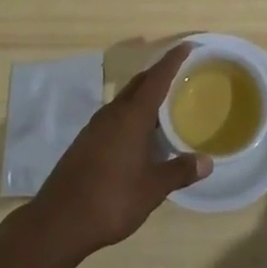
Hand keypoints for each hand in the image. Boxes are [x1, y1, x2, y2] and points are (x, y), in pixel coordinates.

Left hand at [28, 46, 208, 263]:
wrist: (59, 222)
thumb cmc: (111, 200)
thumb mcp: (152, 189)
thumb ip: (179, 171)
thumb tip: (207, 161)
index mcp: (131, 117)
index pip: (156, 78)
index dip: (173, 60)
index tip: (188, 45)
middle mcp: (112, 114)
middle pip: (139, 84)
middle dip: (159, 74)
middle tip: (182, 73)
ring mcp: (95, 127)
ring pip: (125, 100)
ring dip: (144, 96)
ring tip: (165, 103)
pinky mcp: (86, 142)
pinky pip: (115, 116)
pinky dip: (132, 114)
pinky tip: (140, 133)